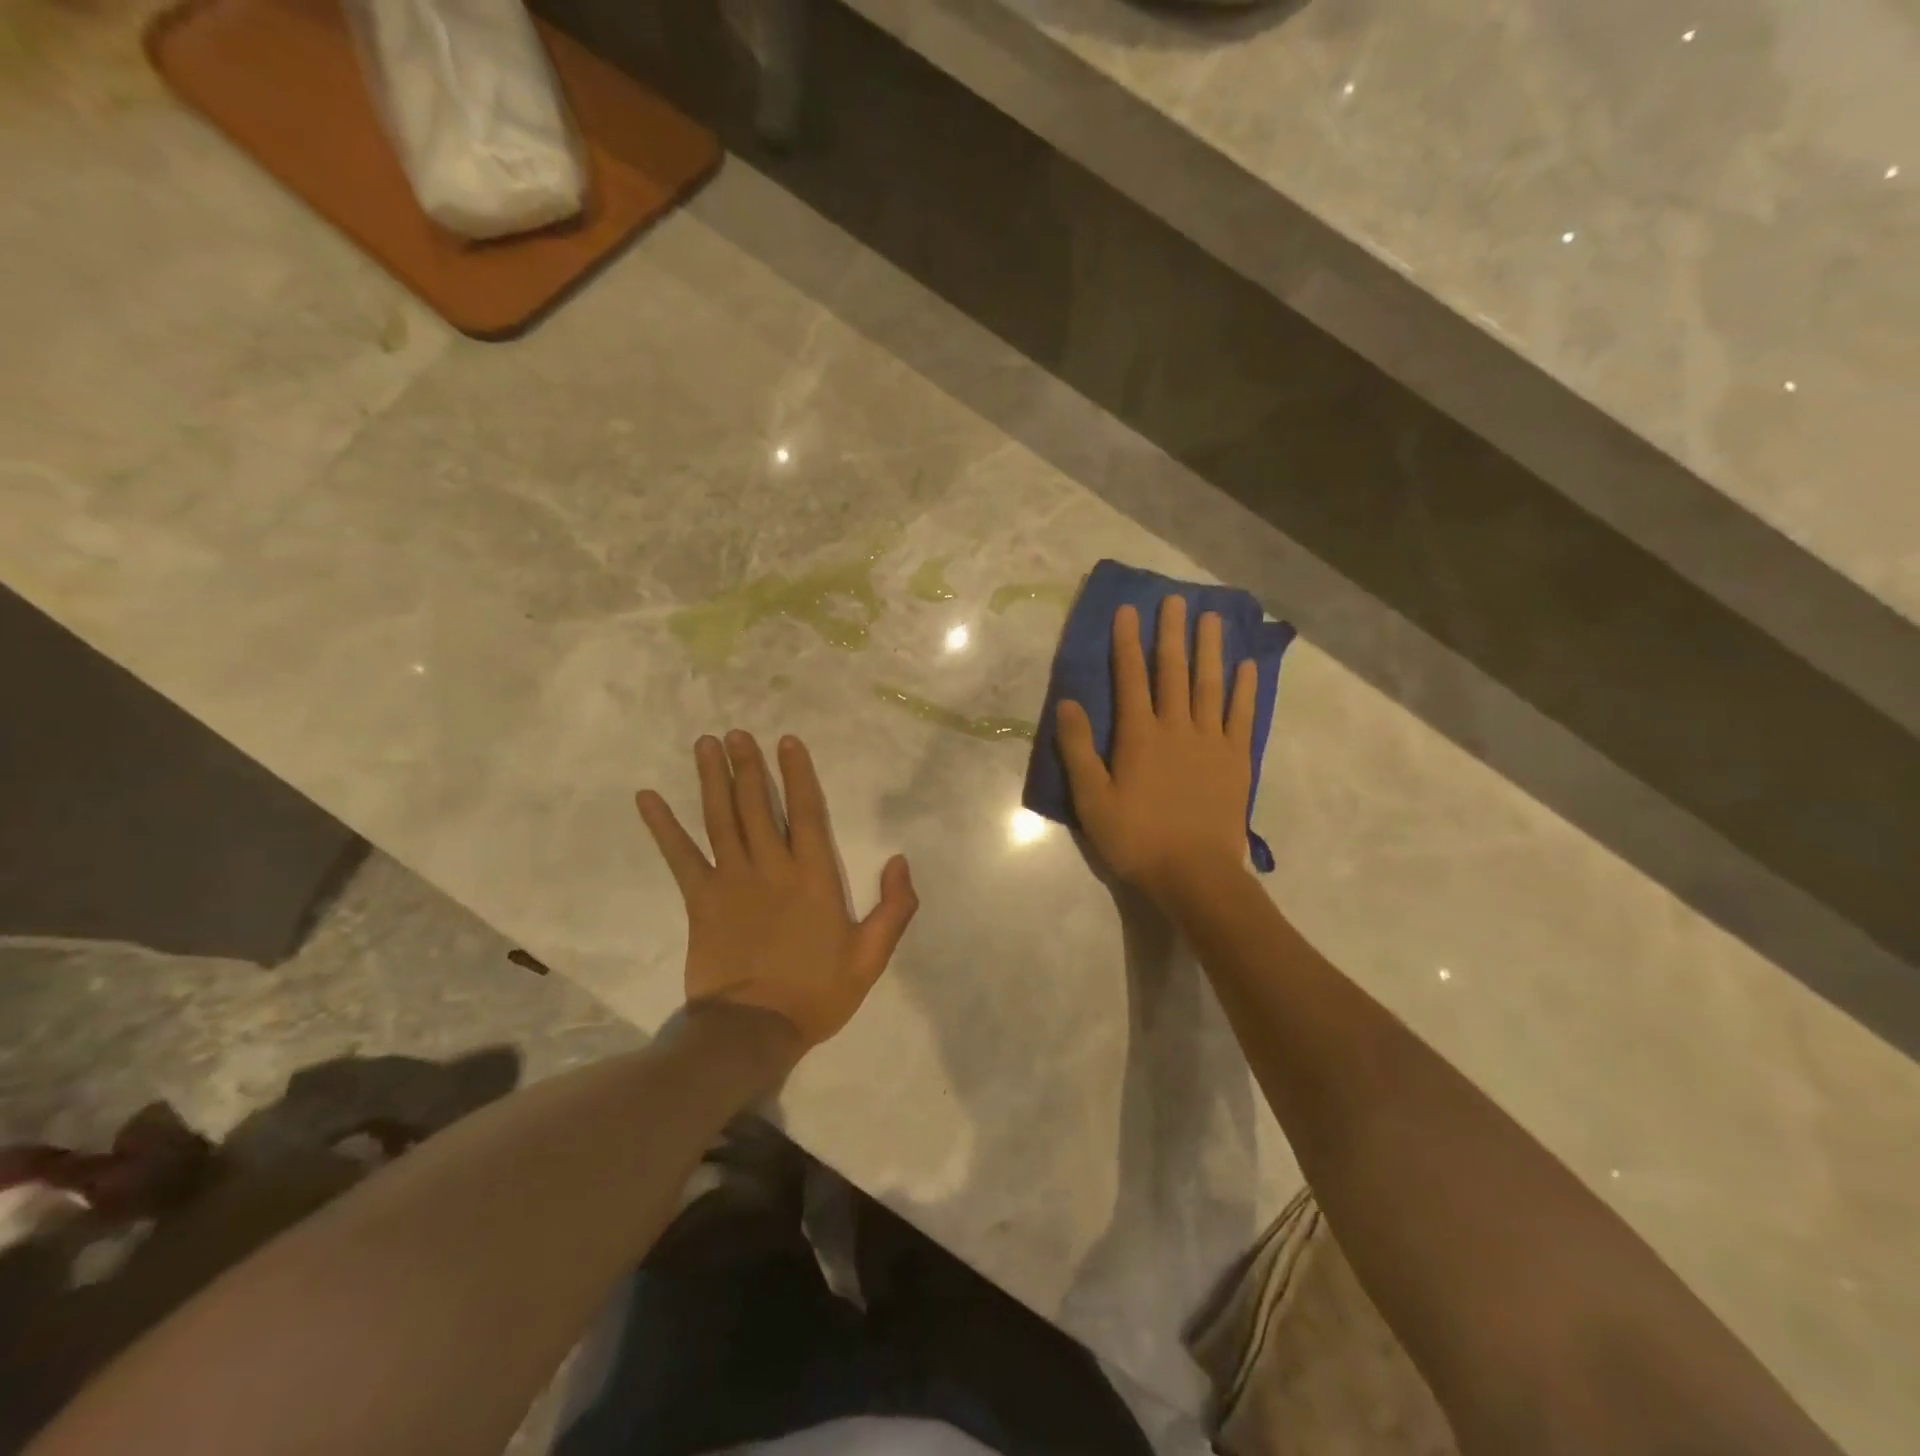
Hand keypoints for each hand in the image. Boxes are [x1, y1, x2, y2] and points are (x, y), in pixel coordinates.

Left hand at [636, 731, 917, 1049]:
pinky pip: (681, 857)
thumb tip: (901, 860)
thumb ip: (894, 908)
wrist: (754, 1030)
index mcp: (814, 877)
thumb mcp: (871, 957)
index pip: (807, 813)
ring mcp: (732, 881)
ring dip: (713, 779)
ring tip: (706, 745)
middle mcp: (772, 867)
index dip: (798, 775)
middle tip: (736, 733)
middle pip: (757, 806)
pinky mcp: (700, 901)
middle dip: (748, 766)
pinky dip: (663, 827)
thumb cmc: (817, 993)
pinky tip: (647, 798)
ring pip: (721, 819)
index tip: (786, 742)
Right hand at [1057, 597, 1256, 907]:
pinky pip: (1241, 715)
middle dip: (1171, 633)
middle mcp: (1176, 727)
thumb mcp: (1092, 800)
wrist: (1195, 873)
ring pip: (1209, 685)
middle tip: (1175, 599)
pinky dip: (1243, 689)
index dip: (1126, 643)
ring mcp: (1211, 741)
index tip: (1128, 610)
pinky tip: (1245, 666)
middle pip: (1173, 671)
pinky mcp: (1236, 759)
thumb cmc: (1137, 839)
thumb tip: (1068, 703)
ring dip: (1210, 649)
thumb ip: (1078, 749)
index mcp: (1139, 736)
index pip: (1130, 678)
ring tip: (1212, 617)